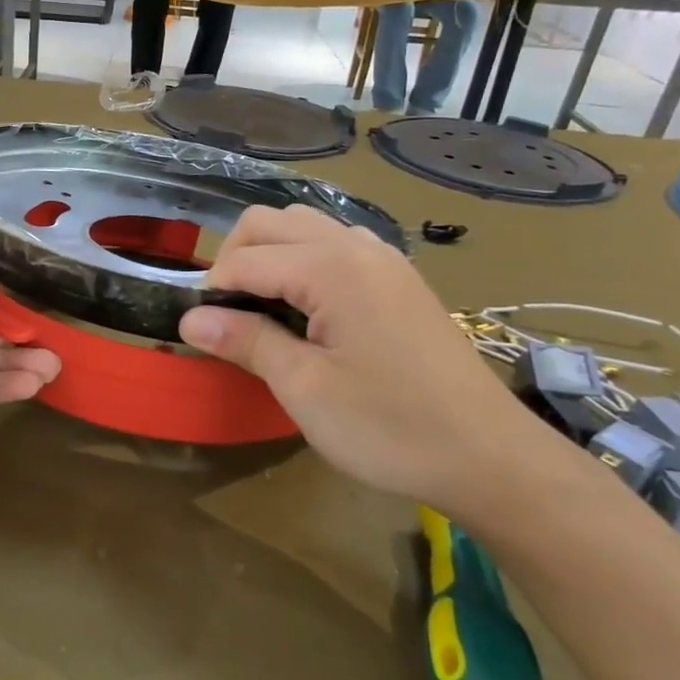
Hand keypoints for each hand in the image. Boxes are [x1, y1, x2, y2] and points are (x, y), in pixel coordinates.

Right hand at [179, 207, 555, 513]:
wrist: (489, 457)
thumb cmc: (389, 426)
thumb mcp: (304, 388)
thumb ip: (246, 341)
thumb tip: (190, 318)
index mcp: (332, 268)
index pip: (246, 258)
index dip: (211, 291)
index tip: (197, 330)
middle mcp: (358, 247)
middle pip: (272, 222)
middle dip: (236, 258)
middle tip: (226, 316)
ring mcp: (384, 260)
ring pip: (305, 227)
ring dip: (271, 256)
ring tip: (262, 311)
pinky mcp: (399, 280)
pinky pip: (336, 247)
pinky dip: (305, 263)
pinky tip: (307, 310)